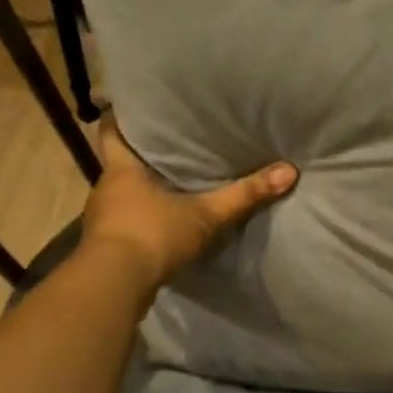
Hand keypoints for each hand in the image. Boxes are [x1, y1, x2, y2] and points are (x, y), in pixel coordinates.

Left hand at [81, 117, 296, 287]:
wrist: (114, 287)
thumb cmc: (153, 235)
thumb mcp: (207, 215)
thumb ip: (245, 194)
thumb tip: (289, 171)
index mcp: (122, 168)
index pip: (111, 130)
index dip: (122, 116)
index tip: (138, 105)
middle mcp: (106, 187)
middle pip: (121, 160)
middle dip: (143, 152)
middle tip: (171, 140)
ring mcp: (103, 218)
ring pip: (123, 191)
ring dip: (143, 186)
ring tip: (172, 178)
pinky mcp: (106, 244)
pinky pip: (125, 219)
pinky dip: (142, 215)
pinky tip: (163, 218)